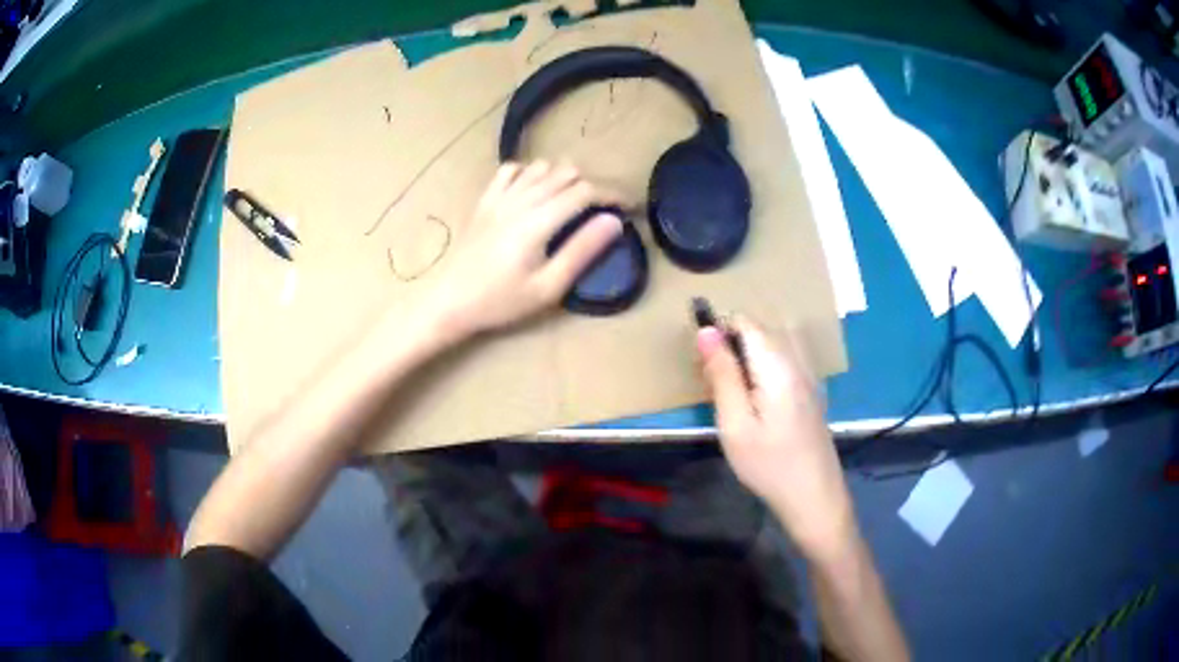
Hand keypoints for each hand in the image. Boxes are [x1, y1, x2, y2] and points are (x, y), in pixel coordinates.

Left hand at [425, 160, 622, 341]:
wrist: (449, 301)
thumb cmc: (500, 301)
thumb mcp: (548, 287)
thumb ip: (582, 251)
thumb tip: (612, 222)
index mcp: (539, 221)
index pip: (585, 191)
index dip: (613, 194)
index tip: (630, 207)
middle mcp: (521, 199)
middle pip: (567, 173)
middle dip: (593, 186)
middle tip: (603, 211)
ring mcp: (500, 196)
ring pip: (542, 167)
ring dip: (564, 178)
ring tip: (573, 202)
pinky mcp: (485, 200)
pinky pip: (511, 170)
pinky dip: (530, 173)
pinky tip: (534, 192)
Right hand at [697, 319, 856, 560]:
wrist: (813, 497)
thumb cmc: (769, 464)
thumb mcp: (735, 423)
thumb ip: (722, 374)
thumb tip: (706, 330)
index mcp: (778, 365)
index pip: (746, 321)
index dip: (719, 331)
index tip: (703, 363)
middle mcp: (798, 361)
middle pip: (760, 330)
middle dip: (731, 344)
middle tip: (713, 384)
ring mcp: (809, 376)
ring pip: (773, 345)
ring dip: (747, 357)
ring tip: (733, 393)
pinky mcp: (811, 391)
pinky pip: (784, 361)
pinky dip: (764, 368)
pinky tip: (757, 401)